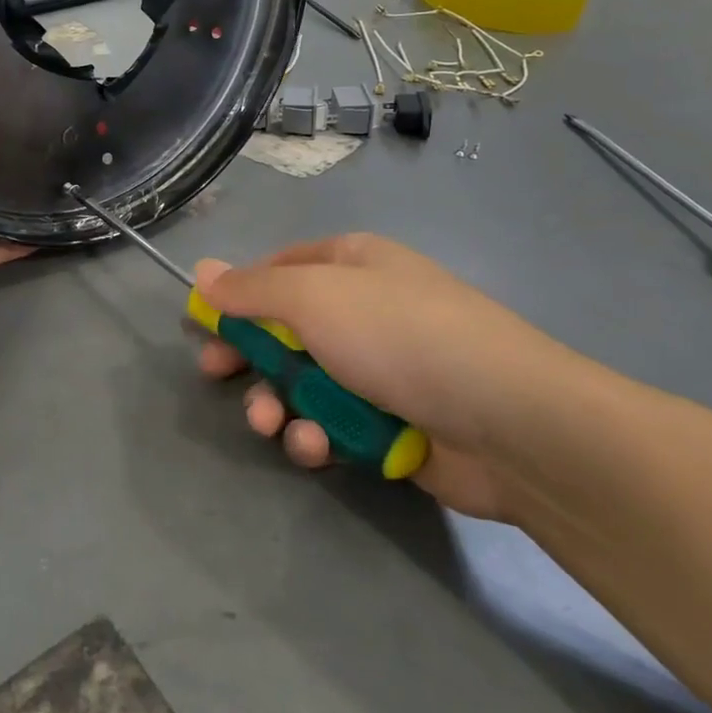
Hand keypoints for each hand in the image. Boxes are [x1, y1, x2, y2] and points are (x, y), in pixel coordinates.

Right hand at [195, 234, 596, 521]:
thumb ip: (252, 289)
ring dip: (279, 405)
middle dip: (250, 357)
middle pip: (285, 330)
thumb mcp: (313, 298)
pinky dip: (318, 436)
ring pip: (305, 383)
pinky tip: (316, 447)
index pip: (279, 269)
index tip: (205, 323)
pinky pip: (336, 424)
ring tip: (272, 424)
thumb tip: (203, 270)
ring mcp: (381, 370)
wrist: (507, 420)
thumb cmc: (399, 336)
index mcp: (352, 264)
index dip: (239, 295)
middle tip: (217, 375)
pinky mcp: (393, 425)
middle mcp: (365, 310)